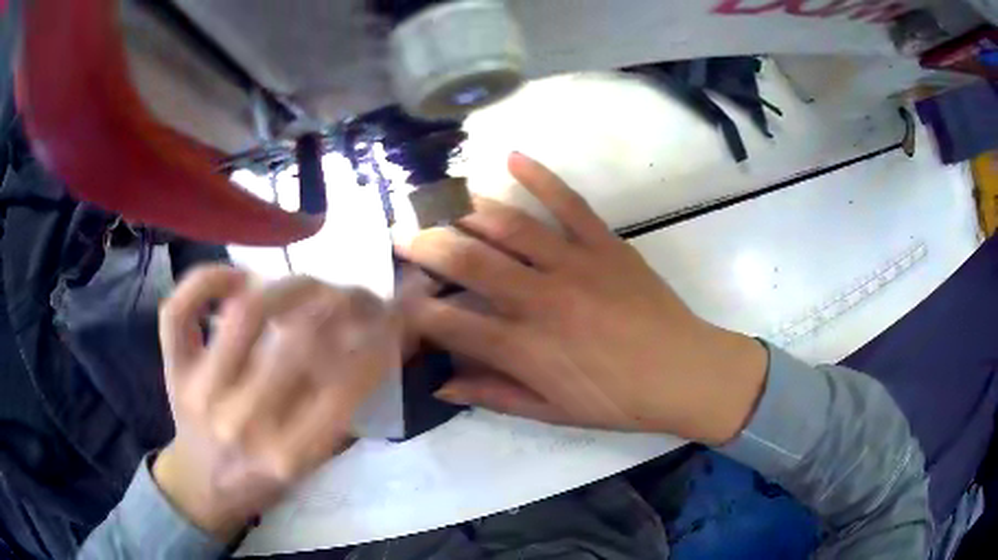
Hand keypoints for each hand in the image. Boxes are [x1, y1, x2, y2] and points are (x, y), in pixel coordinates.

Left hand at [153, 266, 396, 541]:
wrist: (202, 486)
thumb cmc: (263, 479)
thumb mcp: (315, 464)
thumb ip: (346, 411)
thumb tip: (386, 342)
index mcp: (289, 454)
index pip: (349, 380)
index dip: (384, 334)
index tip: (399, 308)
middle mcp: (244, 421)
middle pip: (301, 336)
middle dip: (345, 301)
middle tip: (359, 292)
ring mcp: (200, 390)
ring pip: (247, 310)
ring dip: (291, 285)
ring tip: (310, 284)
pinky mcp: (174, 368)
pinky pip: (180, 309)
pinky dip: (208, 278)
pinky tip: (238, 277)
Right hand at [397, 153, 766, 444]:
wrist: (685, 373)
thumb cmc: (618, 400)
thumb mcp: (553, 412)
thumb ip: (494, 394)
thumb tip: (441, 384)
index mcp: (525, 348)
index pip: (451, 322)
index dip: (416, 309)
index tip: (397, 297)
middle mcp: (541, 299)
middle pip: (469, 262)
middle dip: (425, 244)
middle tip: (400, 230)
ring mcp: (575, 264)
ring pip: (509, 226)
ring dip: (466, 209)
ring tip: (436, 197)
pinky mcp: (606, 244)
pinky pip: (569, 203)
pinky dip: (541, 176)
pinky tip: (513, 156)